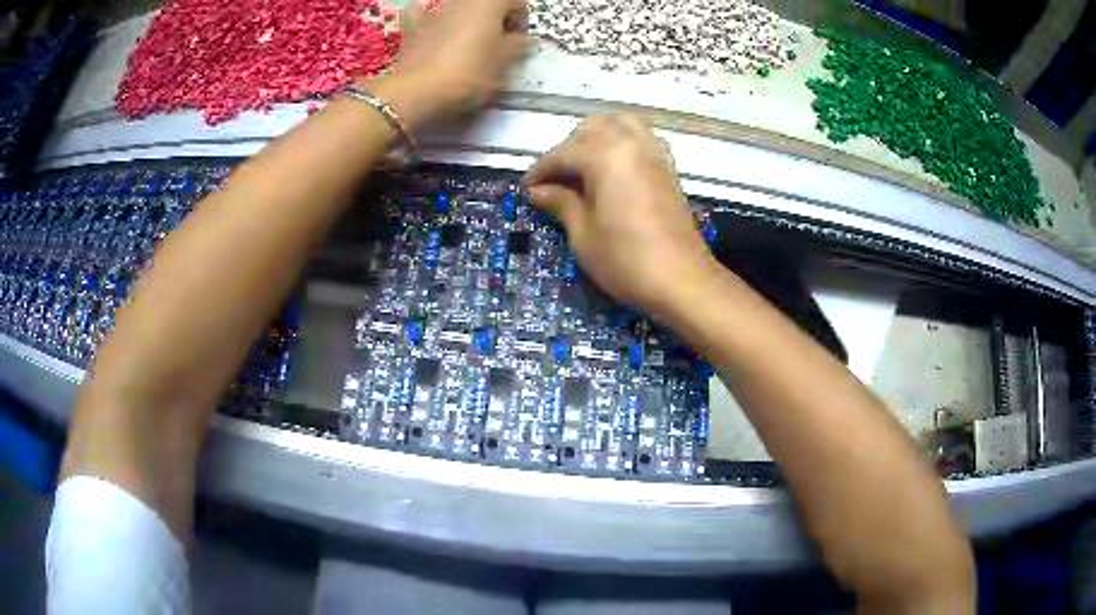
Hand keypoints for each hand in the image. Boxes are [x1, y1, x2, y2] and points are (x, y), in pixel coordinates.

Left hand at [367, 0, 529, 129]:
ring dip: (466, 24)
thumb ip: (518, 45)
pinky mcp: (411, 28)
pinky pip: (423, 17)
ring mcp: (434, 11)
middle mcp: (461, 0)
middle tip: (496, 48)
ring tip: (466, 49)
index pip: (517, 3)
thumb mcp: (505, 62)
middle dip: (494, 22)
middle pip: (486, 5)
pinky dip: (429, 22)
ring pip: (458, 10)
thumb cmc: (470, 72)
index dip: (522, 23)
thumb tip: (522, 39)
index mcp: (489, 1)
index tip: (519, 44)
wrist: (418, 91)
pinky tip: (432, 34)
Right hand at [523, 114, 719, 316]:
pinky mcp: (668, 167)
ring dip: (597, 135)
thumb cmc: (626, 260)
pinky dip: (622, 140)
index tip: (526, 189)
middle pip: (592, 129)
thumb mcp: (583, 235)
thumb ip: (561, 203)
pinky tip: (612, 167)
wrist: (682, 280)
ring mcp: (654, 153)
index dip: (540, 170)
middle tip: (555, 179)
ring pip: (620, 124)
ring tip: (583, 164)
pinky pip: (641, 137)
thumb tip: (539, 191)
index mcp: (606, 156)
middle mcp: (631, 144)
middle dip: (567, 148)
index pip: (563, 153)